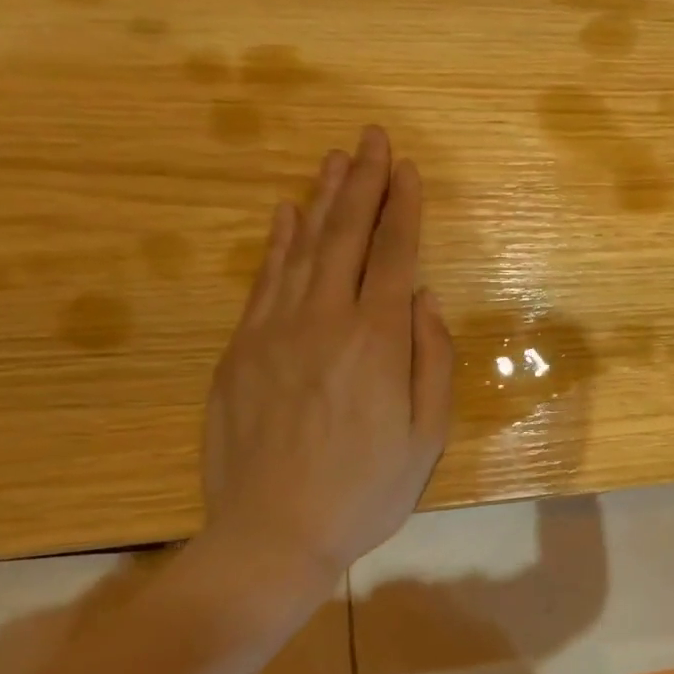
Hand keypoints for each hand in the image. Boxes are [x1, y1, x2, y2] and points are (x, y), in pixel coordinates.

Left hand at [198, 127, 453, 595]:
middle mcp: (325, 320)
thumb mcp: (427, 437)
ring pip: (302, 248)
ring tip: (337, 160)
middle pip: (347, 236)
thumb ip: (433, 362)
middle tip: (373, 139)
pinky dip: (277, 242)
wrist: (272, 534)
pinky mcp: (240, 350)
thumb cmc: (365, 491)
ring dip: (322, 200)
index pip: (395, 256)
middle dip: (364, 183)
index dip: (404, 208)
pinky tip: (286, 214)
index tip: (409, 169)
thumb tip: (427, 300)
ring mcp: (275, 331)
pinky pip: (263, 281)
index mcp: (377, 342)